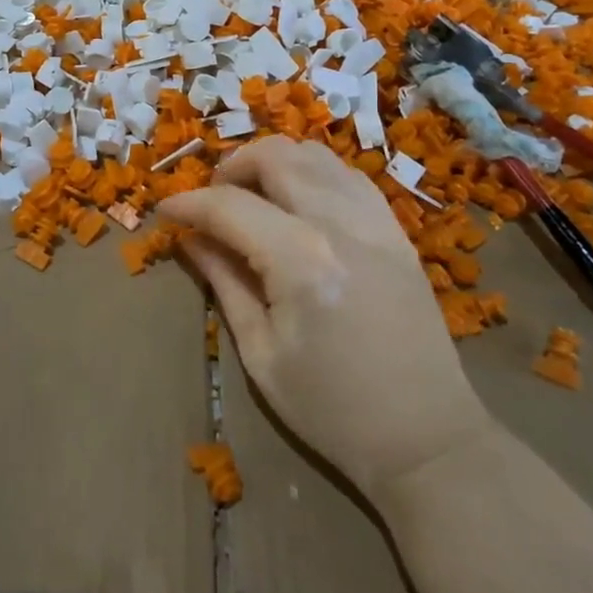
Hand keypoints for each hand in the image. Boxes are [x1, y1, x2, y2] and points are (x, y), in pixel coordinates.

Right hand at [159, 138, 488, 499]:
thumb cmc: (332, 410)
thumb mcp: (261, 354)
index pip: (229, 206)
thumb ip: (224, 283)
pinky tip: (299, 202)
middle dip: (230, 167)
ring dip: (272, 162)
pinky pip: (348, 175)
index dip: (188, 204)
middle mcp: (339, 223)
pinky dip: (313, 173)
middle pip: (274, 156)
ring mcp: (375, 221)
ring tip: (253, 196)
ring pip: (314, 154)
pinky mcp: (396, 231)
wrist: (427, 439)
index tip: (165, 212)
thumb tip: (190, 240)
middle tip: (211, 201)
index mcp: (300, 260)